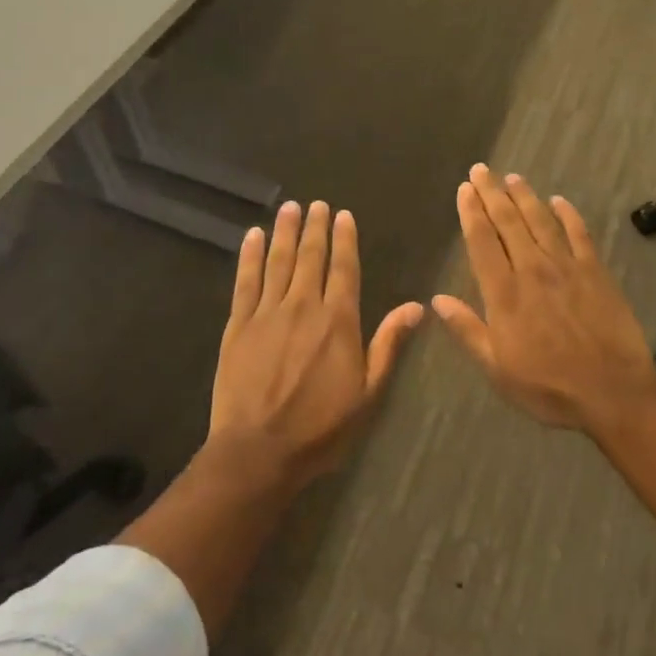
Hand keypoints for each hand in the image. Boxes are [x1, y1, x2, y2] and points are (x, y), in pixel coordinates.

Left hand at [209, 200, 422, 488]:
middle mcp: (303, 305)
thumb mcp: (367, 392)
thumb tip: (417, 305)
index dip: (344, 239)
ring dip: (285, 232)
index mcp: (337, 320)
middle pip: (311, 256)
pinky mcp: (238, 325)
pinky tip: (252, 236)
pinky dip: (249, 256)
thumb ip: (388, 344)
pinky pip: (245, 281)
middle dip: (315, 227)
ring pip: (278, 261)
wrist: (259, 452)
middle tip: (317, 204)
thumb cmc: (320, 427)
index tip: (343, 215)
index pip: (344, 268)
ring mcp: (267, 312)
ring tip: (289, 208)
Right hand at [434, 165, 655, 436]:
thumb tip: (437, 300)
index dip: (471, 212)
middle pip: (508, 221)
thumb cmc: (548, 386)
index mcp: (504, 292)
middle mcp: (532, 268)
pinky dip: (568, 214)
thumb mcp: (497, 368)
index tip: (465, 189)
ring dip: (524, 196)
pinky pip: (579, 233)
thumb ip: (467, 329)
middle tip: (481, 169)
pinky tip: (559, 200)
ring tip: (511, 177)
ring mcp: (566, 266)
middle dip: (491, 193)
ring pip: (540, 220)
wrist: (612, 391)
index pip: (482, 241)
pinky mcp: (595, 270)